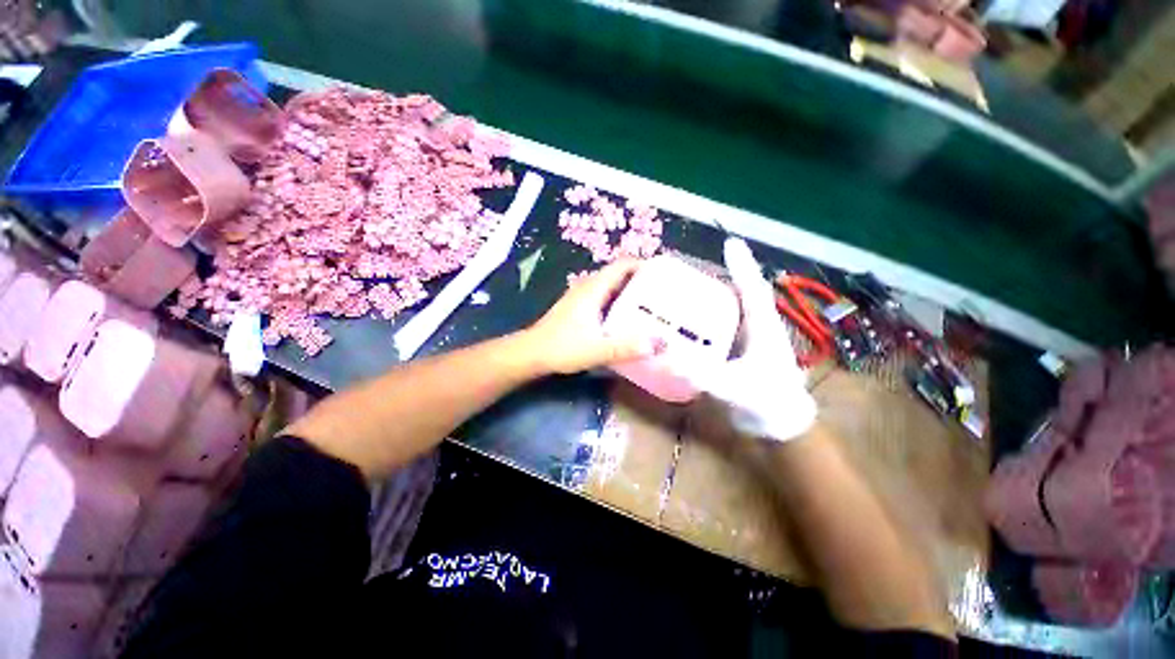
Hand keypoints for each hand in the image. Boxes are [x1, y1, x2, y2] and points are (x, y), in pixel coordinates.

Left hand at [524, 260, 658, 374]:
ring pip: (611, 285)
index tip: (664, 274)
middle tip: (664, 292)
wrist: (531, 353)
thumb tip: (659, 343)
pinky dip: (619, 300)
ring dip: (630, 290)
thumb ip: (626, 348)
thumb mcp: (596, 350)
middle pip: (619, 274)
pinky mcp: (578, 307)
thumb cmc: (561, 348)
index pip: (622, 265)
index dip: (644, 265)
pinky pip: (604, 296)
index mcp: (593, 289)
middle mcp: (588, 287)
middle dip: (641, 279)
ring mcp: (581, 296)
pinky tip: (627, 317)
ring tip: (652, 303)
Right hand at [671, 238, 816, 441]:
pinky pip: (723, 326)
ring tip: (690, 287)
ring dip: (715, 295)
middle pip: (741, 293)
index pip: (752, 289)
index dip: (742, 266)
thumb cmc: (767, 404)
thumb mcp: (735, 388)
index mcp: (763, 328)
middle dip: (724, 275)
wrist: (781, 426)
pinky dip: (708, 319)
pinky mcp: (739, 351)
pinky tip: (690, 321)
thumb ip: (704, 376)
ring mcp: (749, 339)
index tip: (731, 243)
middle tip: (698, 265)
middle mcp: (757, 328)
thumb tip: (669, 359)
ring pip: (732, 309)